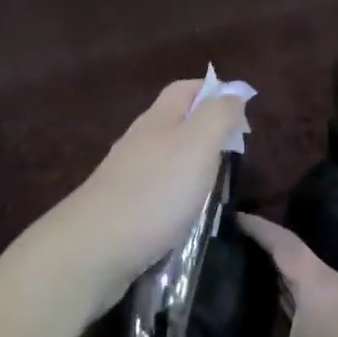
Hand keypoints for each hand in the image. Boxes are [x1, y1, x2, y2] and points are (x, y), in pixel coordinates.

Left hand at [45, 80, 246, 317]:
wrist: (95, 247)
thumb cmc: (155, 190)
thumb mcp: (197, 145)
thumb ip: (218, 116)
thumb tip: (233, 93)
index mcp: (158, 119)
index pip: (185, 89)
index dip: (213, 91)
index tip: (242, 110)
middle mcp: (139, 141)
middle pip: (175, 122)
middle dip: (206, 130)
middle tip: (235, 152)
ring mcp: (126, 175)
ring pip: (165, 158)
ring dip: (192, 165)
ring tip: (217, 185)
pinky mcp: (121, 208)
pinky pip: (156, 191)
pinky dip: (177, 195)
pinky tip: (187, 214)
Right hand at [181, 213, 337, 336]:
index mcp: (322, 288)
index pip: (284, 243)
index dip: (257, 228)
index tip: (230, 217)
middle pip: (300, 260)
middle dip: (266, 255)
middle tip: (229, 252)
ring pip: (317, 283)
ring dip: (286, 281)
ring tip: (248, 281)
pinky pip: (330, 302)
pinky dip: (303, 301)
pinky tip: (284, 319)